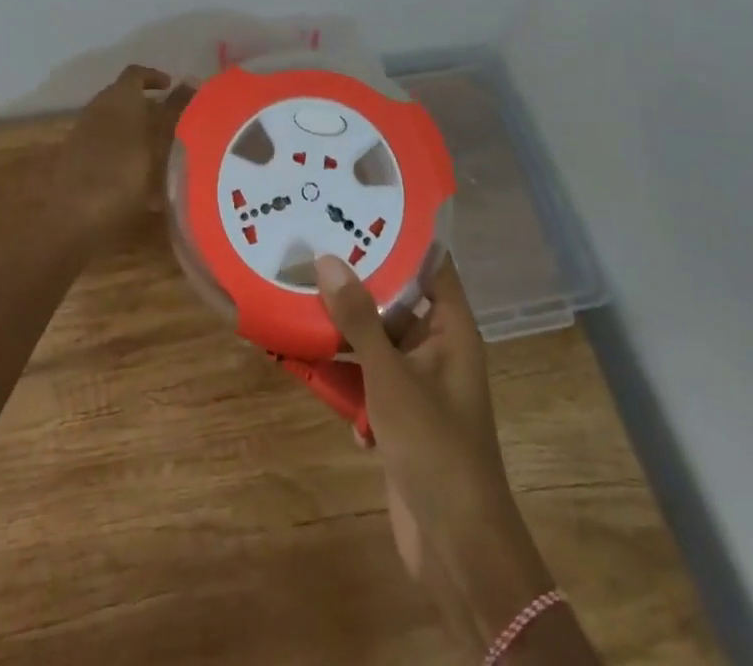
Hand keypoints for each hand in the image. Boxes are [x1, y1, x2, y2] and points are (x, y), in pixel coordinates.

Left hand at [55, 65, 191, 236]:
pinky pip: (105, 143)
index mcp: (118, 97)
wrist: (75, 219)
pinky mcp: (76, 159)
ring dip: (138, 130)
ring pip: (115, 121)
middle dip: (150, 106)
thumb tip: (191, 81)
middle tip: (175, 123)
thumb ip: (176, 109)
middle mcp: (97, 108)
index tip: (174, 89)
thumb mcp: (160, 140)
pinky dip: (124, 150)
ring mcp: (83, 133)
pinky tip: (140, 177)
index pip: (136, 73)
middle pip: (125, 97)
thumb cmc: (125, 173)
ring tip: (163, 153)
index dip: (155, 77)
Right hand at [316, 255, 574, 655]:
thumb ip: (359, 319)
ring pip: (375, 338)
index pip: (431, 264)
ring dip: (341, 327)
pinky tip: (303, 359)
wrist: (457, 547)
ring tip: (296, 292)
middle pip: (395, 298)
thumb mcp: (391, 377)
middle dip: (356, 279)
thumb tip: (327, 259)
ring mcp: (416, 381)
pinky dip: (340, 370)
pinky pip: (365, 375)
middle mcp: (436, 347)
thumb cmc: (436, 447)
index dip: (400, 235)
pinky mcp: (397, 413)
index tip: (358, 206)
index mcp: (451, 329)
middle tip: (312, 243)